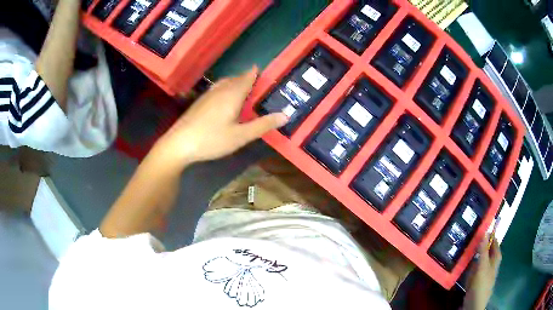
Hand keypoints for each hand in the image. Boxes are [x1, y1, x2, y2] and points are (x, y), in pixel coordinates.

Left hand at [154, 67, 287, 166]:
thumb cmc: (212, 139)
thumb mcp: (241, 136)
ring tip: (241, 86)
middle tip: (256, 80)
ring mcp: (207, 96)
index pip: (246, 78)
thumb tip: (285, 115)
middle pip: (235, 79)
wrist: (179, 144)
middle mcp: (220, 91)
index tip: (262, 69)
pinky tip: (223, 98)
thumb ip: (262, 125)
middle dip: (246, 77)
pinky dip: (225, 88)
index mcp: (232, 95)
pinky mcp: (199, 103)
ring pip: (224, 83)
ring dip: (234, 82)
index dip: (254, 73)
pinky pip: (216, 89)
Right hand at [463, 235, 501, 309]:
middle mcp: (491, 261)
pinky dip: (469, 263)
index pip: (493, 239)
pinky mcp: (476, 277)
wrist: (473, 305)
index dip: (487, 233)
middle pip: (485, 248)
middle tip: (467, 236)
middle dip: (477, 243)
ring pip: (478, 257)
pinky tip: (462, 263)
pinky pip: (473, 266)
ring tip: (462, 247)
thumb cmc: (481, 284)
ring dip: (472, 253)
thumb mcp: (482, 266)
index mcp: (496, 256)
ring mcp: (483, 270)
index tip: (477, 227)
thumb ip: (483, 250)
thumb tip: (484, 230)